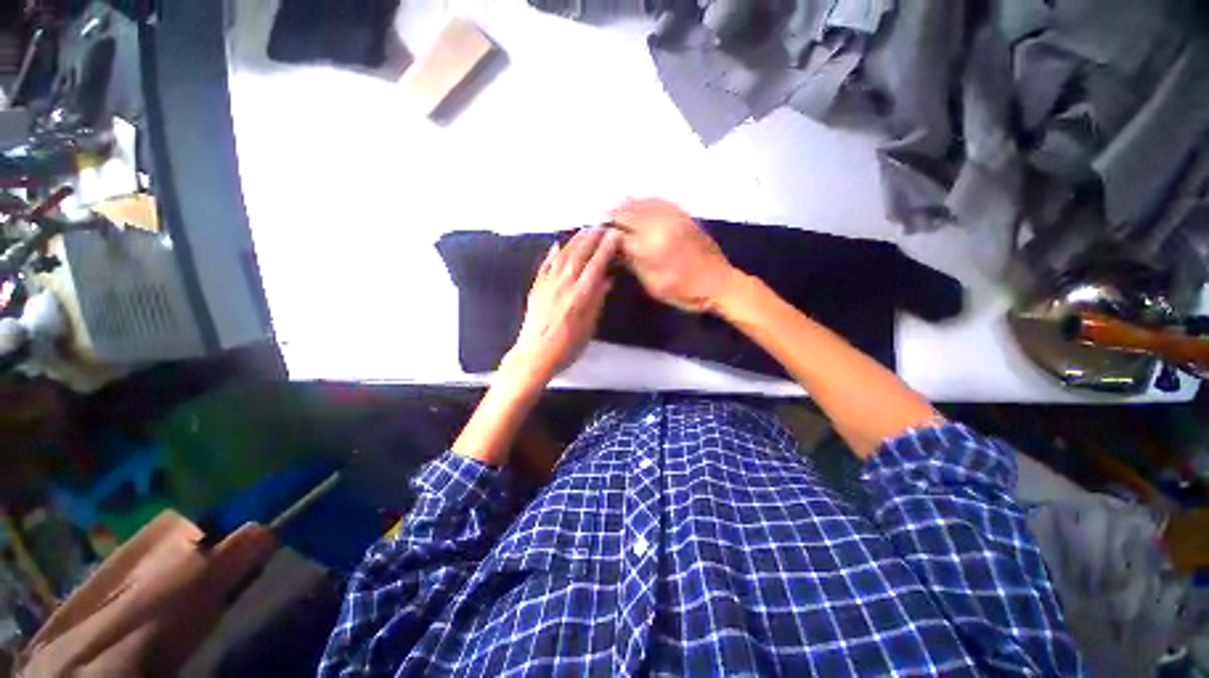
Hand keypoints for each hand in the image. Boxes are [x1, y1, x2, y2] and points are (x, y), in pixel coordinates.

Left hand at [503, 227, 619, 386]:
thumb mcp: (588, 327)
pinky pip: (545, 265)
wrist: (534, 355)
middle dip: (592, 238)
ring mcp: (547, 284)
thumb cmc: (567, 347)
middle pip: (579, 254)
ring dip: (574, 241)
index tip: (615, 234)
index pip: (596, 265)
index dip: (606, 248)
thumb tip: (606, 280)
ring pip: (562, 256)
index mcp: (580, 295)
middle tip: (601, 225)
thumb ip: (597, 301)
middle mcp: (563, 284)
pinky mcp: (536, 288)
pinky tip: (557, 245)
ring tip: (584, 230)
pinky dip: (552, 253)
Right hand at [609, 198, 736, 313]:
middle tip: (602, 220)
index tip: (598, 236)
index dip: (607, 235)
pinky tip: (640, 202)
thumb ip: (634, 264)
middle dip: (613, 217)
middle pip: (629, 214)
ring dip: (627, 205)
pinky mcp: (684, 217)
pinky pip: (661, 202)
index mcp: (650, 246)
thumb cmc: (684, 291)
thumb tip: (617, 250)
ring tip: (616, 208)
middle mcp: (660, 226)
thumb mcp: (653, 285)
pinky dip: (647, 201)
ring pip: (644, 204)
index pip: (620, 235)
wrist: (719, 283)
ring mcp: (673, 218)